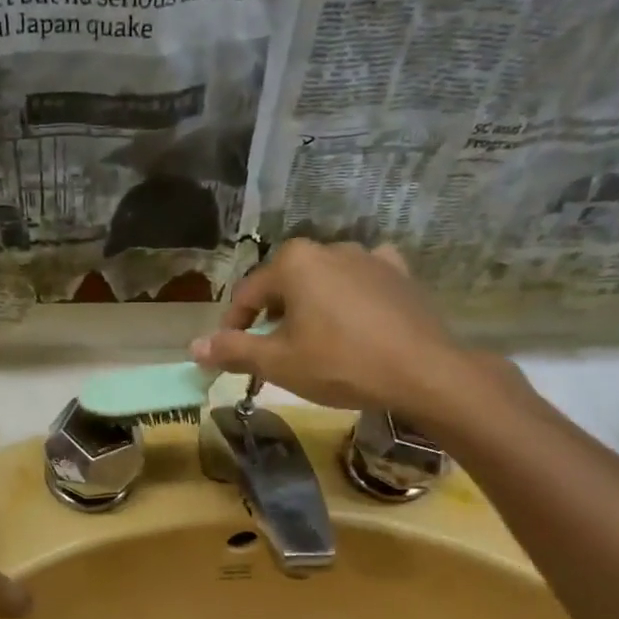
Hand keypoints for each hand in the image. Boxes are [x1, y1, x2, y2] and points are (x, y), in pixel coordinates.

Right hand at [189, 239, 491, 424]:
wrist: (424, 372)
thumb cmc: (340, 363)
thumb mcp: (277, 363)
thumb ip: (233, 350)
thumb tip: (194, 348)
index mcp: (294, 262)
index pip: (247, 293)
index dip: (234, 325)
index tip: (232, 353)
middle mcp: (328, 247)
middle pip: (284, 283)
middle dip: (272, 314)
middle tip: (272, 350)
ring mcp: (369, 256)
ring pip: (323, 280)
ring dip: (310, 305)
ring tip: (313, 339)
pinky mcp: (399, 273)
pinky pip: (362, 279)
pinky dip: (350, 295)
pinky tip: (354, 316)